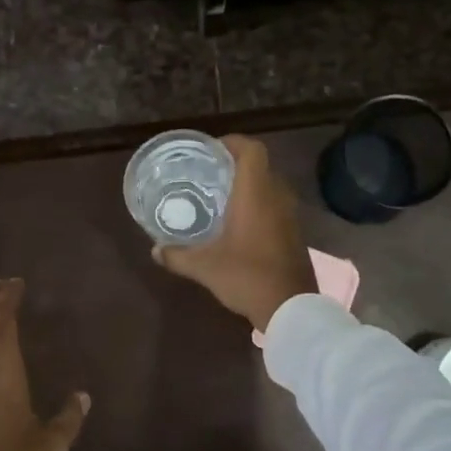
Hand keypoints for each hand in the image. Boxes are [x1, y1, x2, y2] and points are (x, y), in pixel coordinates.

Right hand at [152, 134, 316, 331]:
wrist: (291, 307)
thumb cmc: (247, 277)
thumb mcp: (205, 267)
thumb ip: (177, 256)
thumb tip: (155, 250)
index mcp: (255, 194)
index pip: (252, 150)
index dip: (233, 142)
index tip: (211, 150)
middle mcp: (276, 197)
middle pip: (260, 166)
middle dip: (236, 165)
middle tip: (210, 174)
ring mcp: (290, 215)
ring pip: (269, 187)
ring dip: (249, 186)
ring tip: (221, 197)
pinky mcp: (295, 233)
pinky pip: (276, 206)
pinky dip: (259, 205)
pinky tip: (239, 224)